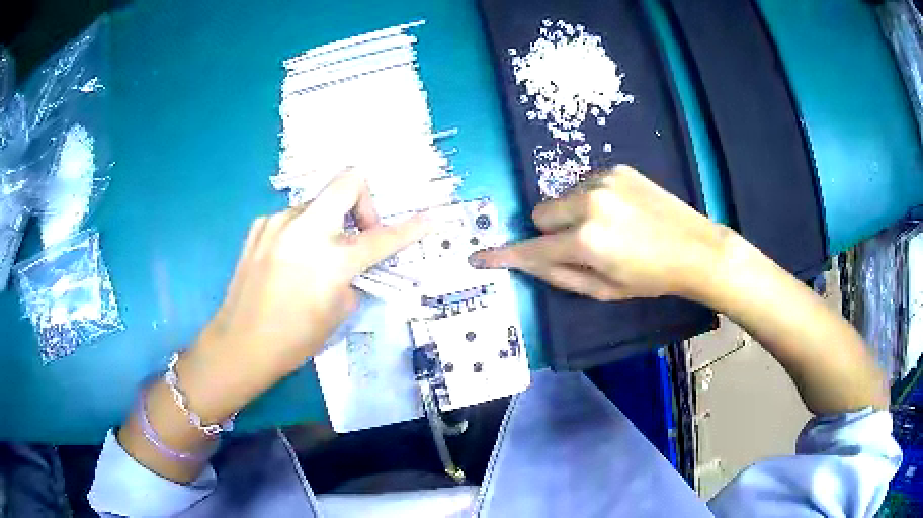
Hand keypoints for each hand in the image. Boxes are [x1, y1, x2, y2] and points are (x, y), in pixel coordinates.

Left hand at [182, 172, 429, 420]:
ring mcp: (278, 222)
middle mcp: (305, 230)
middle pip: (348, 181)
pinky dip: (302, 232)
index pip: (382, 238)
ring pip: (317, 204)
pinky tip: (289, 260)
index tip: (430, 219)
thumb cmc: (293, 340)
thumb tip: (353, 265)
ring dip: (328, 223)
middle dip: (364, 200)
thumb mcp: (337, 314)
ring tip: (316, 257)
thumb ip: (353, 279)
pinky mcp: (259, 226)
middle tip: (360, 231)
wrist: (239, 343)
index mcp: (331, 260)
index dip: (410, 228)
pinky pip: (292, 218)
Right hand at [471, 165, 730, 300]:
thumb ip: (561, 276)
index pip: (532, 249)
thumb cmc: (651, 278)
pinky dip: (591, 198)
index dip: (504, 256)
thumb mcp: (605, 290)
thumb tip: (530, 262)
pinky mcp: (616, 168)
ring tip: (608, 226)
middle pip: (541, 213)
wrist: (696, 247)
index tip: (479, 257)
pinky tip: (620, 210)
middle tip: (581, 245)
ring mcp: (602, 180)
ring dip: (572, 213)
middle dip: (551, 231)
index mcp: (586, 241)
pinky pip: (584, 184)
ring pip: (562, 197)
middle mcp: (588, 203)